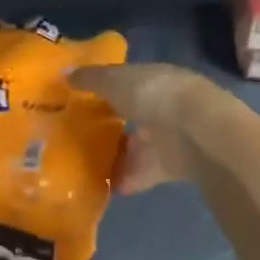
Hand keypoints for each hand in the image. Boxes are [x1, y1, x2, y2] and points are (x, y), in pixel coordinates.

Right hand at [69, 63, 220, 192]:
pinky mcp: (171, 167)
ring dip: (117, 155)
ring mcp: (169, 138)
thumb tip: (64, 72)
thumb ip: (90, 79)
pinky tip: (101, 187)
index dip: (105, 89)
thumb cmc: (153, 95)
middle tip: (78, 136)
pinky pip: (142, 174)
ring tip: (83, 165)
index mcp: (155, 79)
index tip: (79, 100)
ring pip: (138, 146)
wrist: (195, 133)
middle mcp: (164, 106)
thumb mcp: (115, 80)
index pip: (128, 81)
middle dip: (111, 125)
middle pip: (133, 115)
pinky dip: (125, 180)